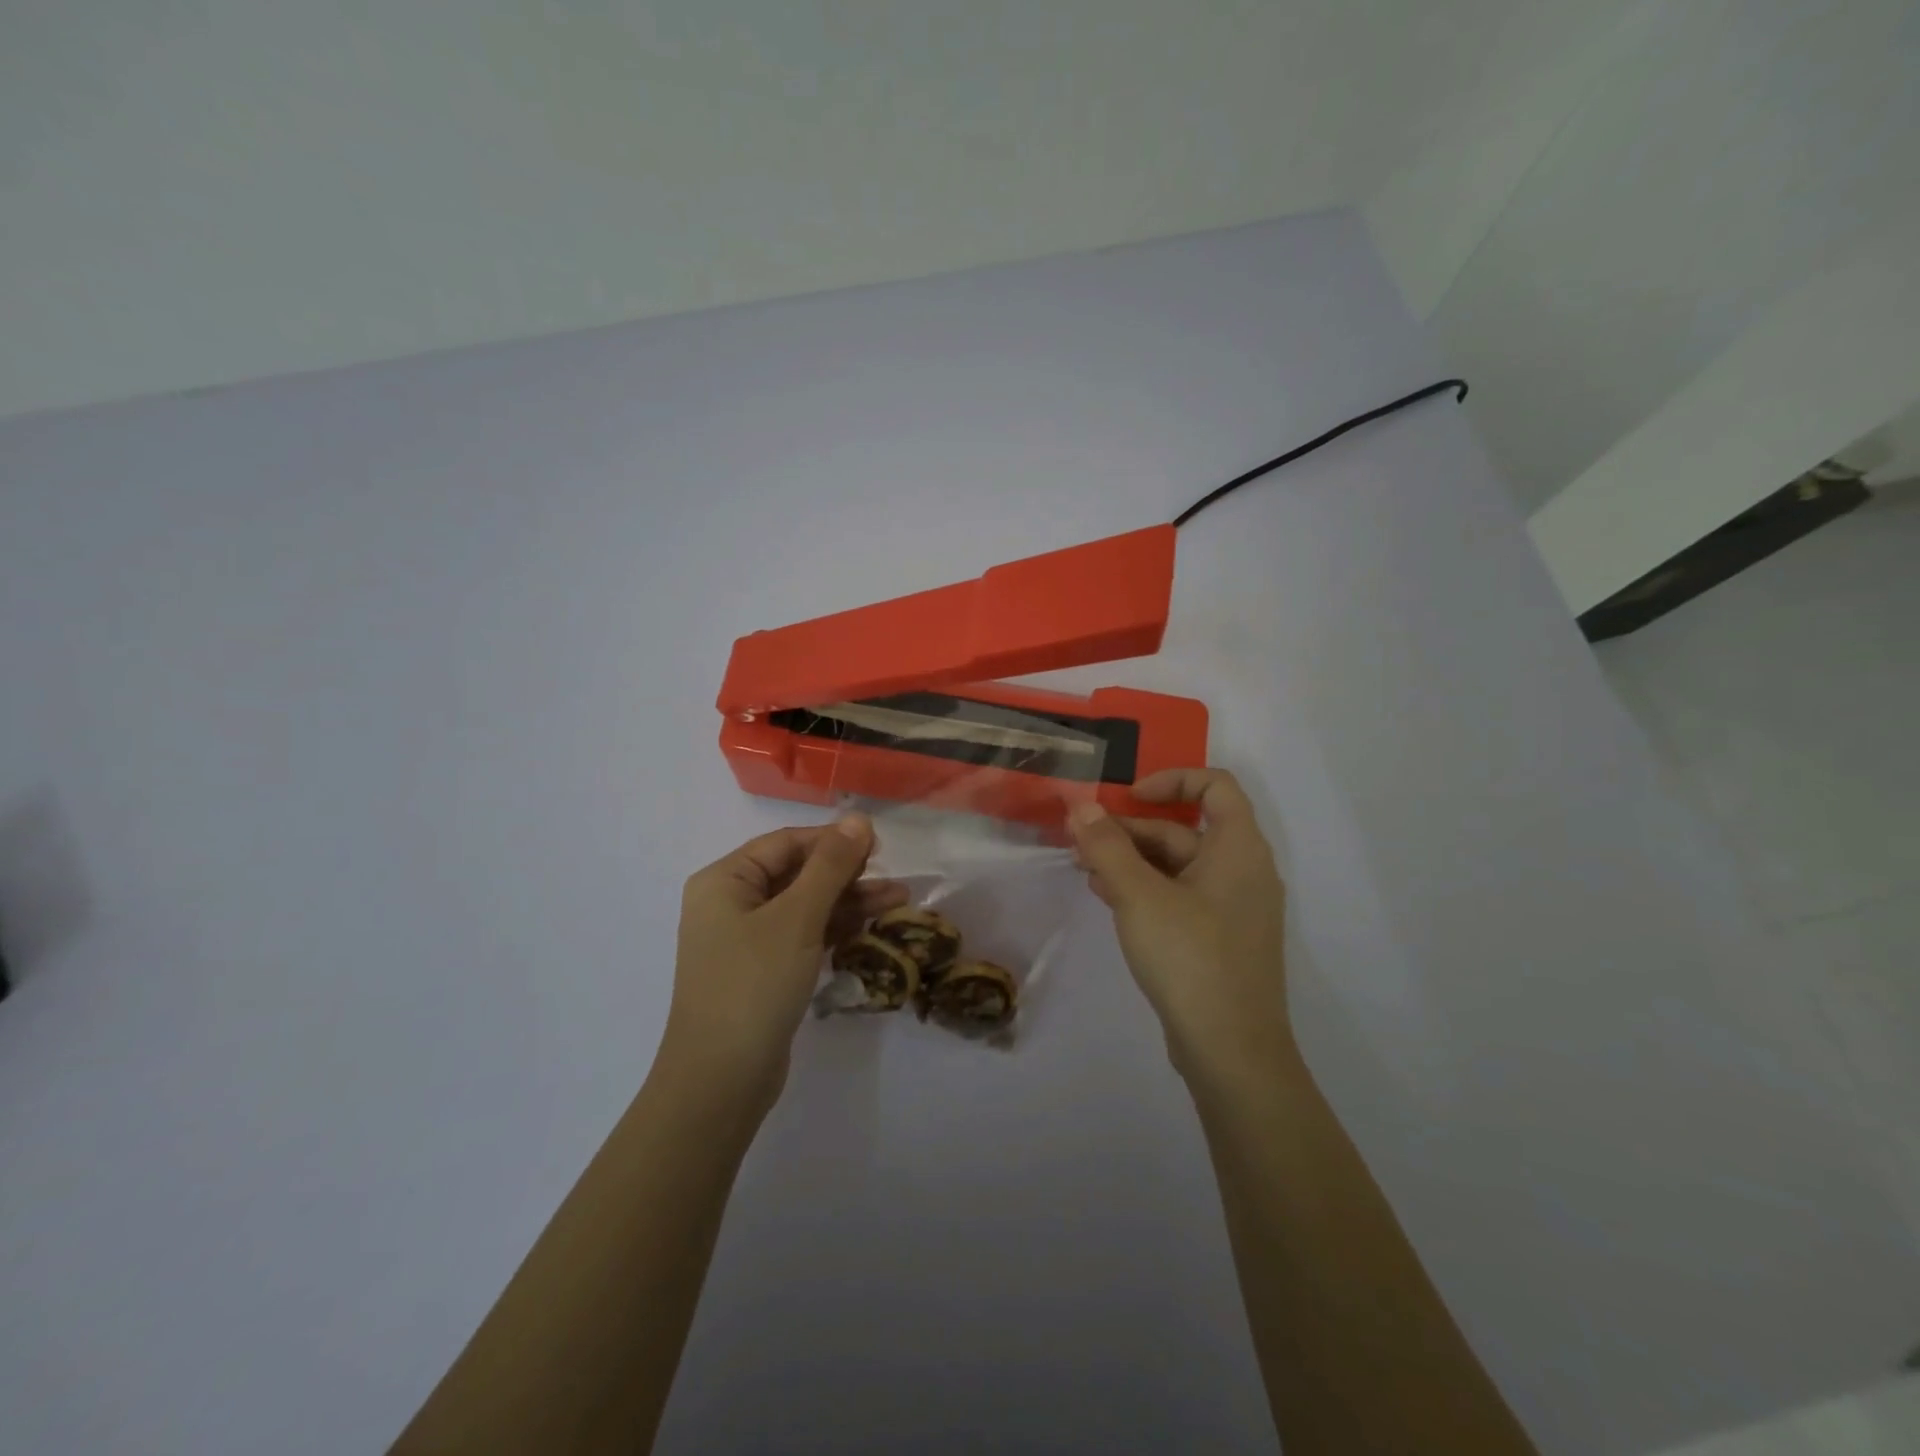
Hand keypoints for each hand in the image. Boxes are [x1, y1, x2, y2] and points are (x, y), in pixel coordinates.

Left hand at [664, 815, 906, 1121]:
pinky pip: (803, 936)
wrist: (720, 1082)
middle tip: (895, 877)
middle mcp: (731, 904)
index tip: (880, 846)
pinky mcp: (763, 971)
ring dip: (849, 902)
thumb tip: (859, 819)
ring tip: (899, 899)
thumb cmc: (754, 985)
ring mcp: (746, 940)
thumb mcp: (797, 918)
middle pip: (797, 873)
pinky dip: (835, 929)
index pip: (786, 843)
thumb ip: (830, 866)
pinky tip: (872, 927)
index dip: (833, 840)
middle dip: (847, 874)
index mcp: (725, 880)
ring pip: (805, 906)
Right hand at [1068, 769, 1292, 1087]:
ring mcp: (1233, 909)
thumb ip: (1107, 847)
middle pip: (1185, 829)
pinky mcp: (1219, 939)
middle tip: (1083, 841)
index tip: (1128, 796)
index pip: (1215, 786)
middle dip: (1132, 830)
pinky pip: (1181, 897)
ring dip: (1132, 861)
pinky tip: (1108, 898)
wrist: (1231, 1051)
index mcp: (1239, 849)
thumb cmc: (1190, 958)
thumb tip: (1081, 806)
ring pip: (1178, 866)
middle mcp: (1243, 871)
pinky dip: (1146, 889)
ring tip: (1086, 869)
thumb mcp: (1138, 896)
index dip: (1171, 780)